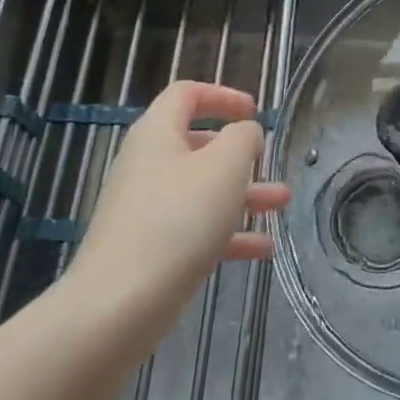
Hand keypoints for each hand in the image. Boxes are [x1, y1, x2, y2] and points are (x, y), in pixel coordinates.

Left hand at [72, 81, 290, 328]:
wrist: (118, 305)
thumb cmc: (178, 219)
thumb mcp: (224, 167)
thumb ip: (243, 138)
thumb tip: (244, 134)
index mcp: (157, 133)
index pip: (186, 95)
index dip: (222, 96)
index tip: (253, 111)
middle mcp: (147, 164)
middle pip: (196, 145)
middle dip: (239, 153)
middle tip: (267, 160)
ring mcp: (144, 209)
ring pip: (200, 190)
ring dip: (242, 193)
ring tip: (281, 203)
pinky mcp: (148, 249)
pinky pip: (193, 229)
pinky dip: (227, 233)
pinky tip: (263, 249)